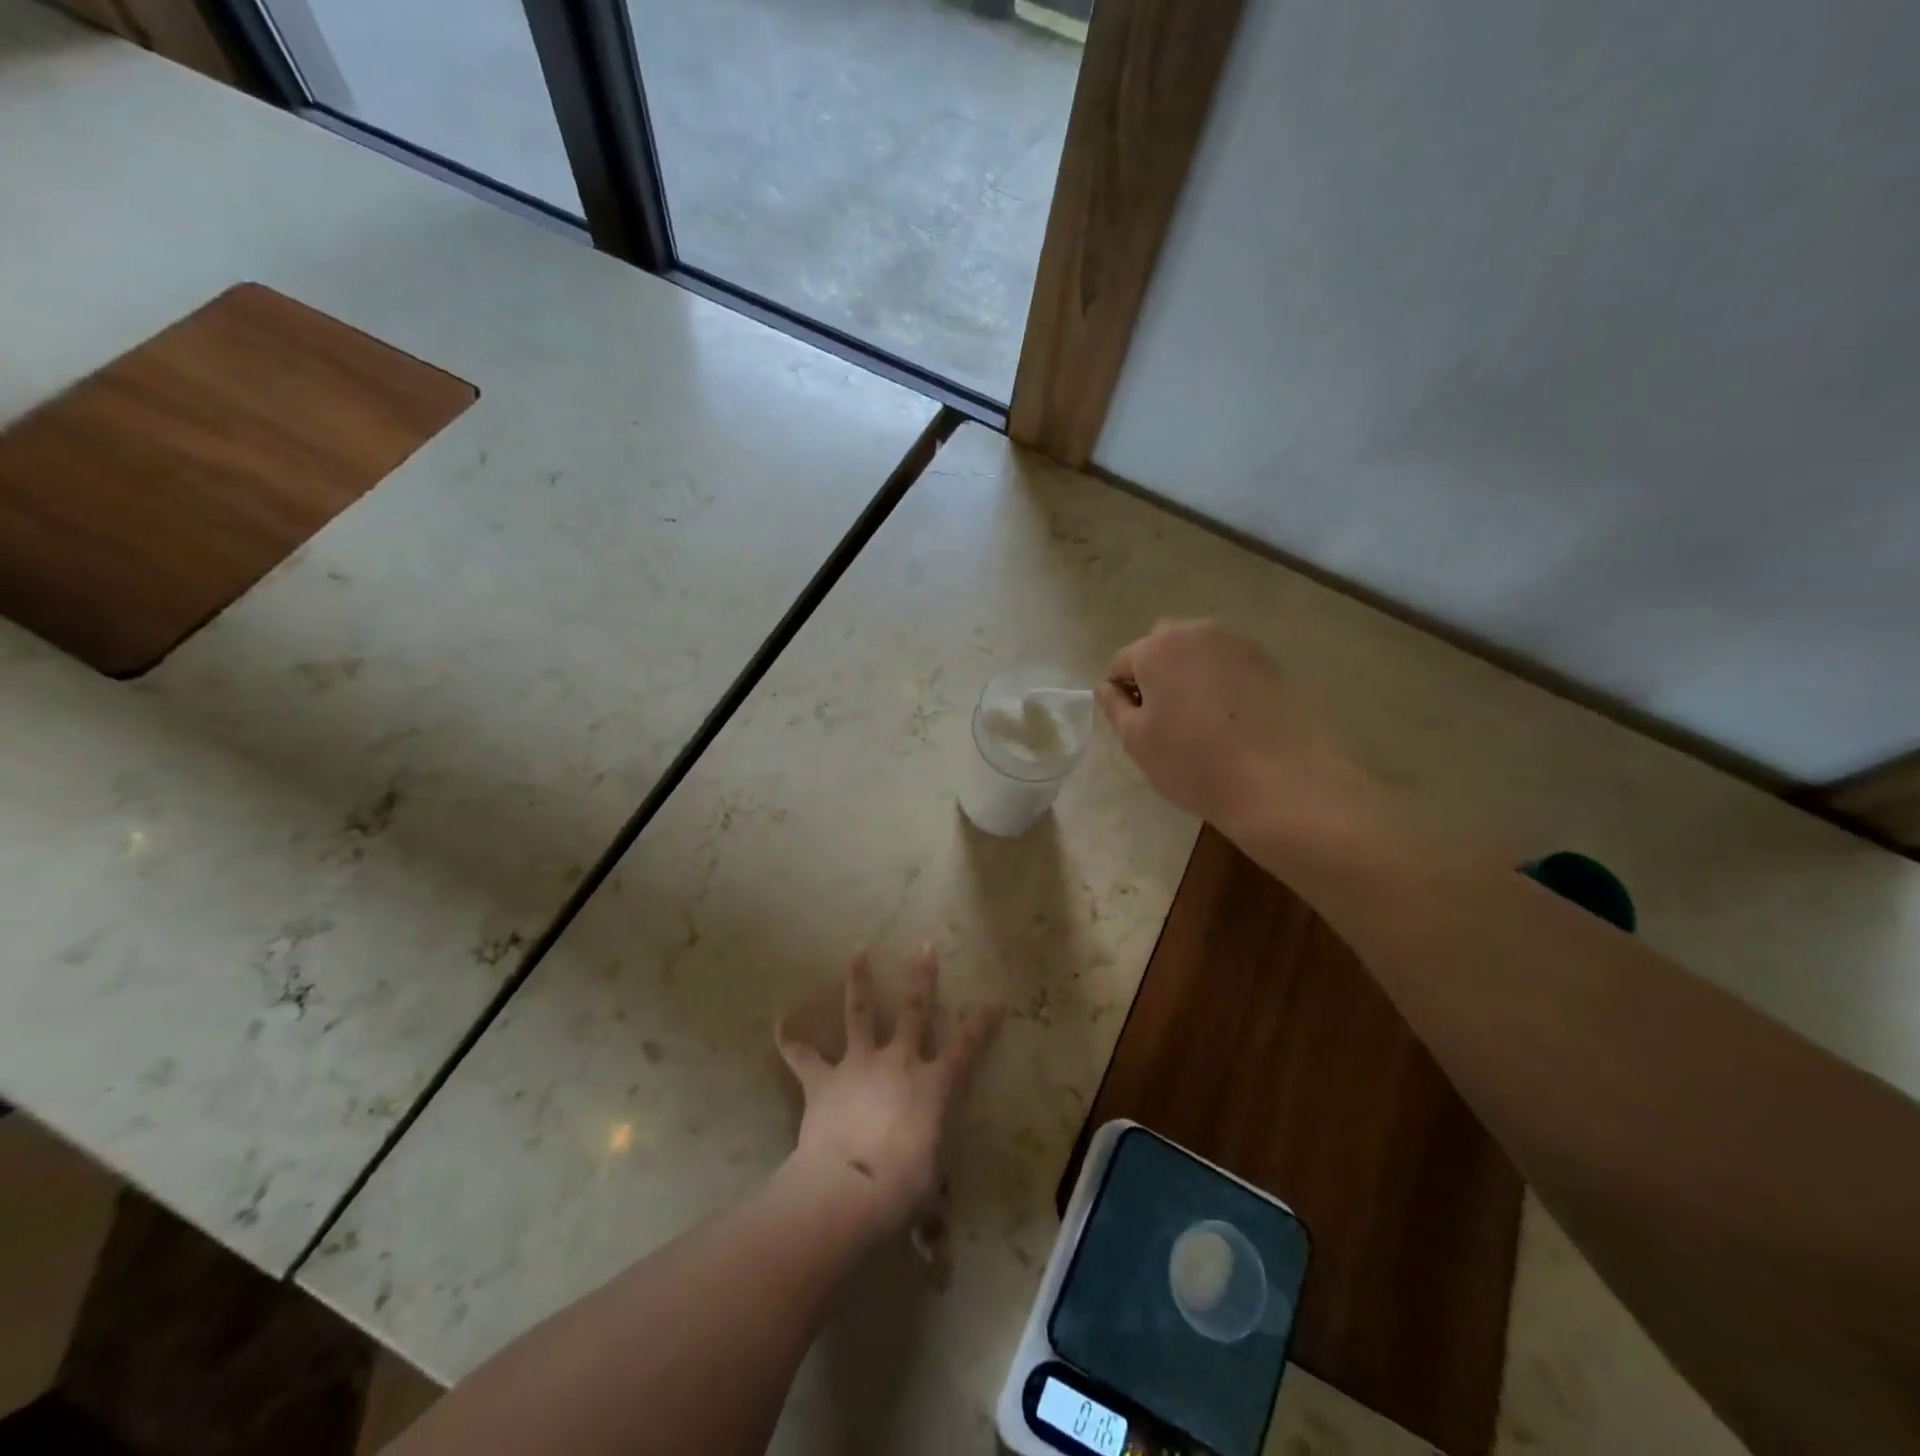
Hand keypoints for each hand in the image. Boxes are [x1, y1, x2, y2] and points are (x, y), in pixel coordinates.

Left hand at [775, 946, 1001, 1239]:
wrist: (849, 1190)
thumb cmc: (901, 1192)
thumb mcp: (925, 1200)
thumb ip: (930, 1216)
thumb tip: (936, 1258)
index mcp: (932, 1086)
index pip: (966, 1048)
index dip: (982, 1024)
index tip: (994, 1001)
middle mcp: (899, 1062)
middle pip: (915, 1009)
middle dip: (922, 977)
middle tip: (924, 945)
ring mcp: (859, 1064)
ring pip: (860, 1012)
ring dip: (859, 981)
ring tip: (857, 951)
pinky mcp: (823, 1079)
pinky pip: (802, 1055)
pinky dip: (790, 1039)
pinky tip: (780, 1021)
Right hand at [1097, 619, 1372, 839]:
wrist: (1275, 780)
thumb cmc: (1192, 761)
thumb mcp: (1136, 741)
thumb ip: (1114, 706)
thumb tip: (1108, 688)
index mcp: (1157, 647)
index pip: (1121, 662)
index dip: (1120, 693)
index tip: (1133, 725)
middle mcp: (1196, 631)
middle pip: (1161, 647)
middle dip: (1155, 674)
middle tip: (1165, 719)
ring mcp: (1236, 642)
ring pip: (1197, 652)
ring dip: (1188, 674)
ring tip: (1199, 718)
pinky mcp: (1267, 660)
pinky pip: (1228, 663)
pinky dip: (1220, 680)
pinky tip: (1229, 717)